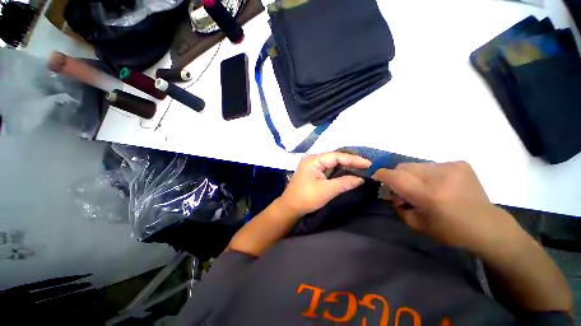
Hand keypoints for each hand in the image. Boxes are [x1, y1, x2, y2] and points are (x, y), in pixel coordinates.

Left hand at [279, 152, 371, 216]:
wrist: (290, 208)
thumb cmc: (306, 198)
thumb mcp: (327, 190)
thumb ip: (344, 182)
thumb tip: (361, 179)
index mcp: (314, 160)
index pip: (336, 156)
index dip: (353, 159)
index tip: (368, 163)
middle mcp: (313, 160)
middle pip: (335, 157)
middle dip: (350, 161)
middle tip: (366, 165)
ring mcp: (313, 166)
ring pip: (332, 163)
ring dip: (346, 166)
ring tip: (361, 167)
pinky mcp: (314, 173)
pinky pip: (329, 169)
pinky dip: (339, 171)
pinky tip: (348, 172)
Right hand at [372, 161, 520, 251]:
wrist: (487, 226)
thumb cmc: (449, 231)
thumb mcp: (416, 223)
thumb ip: (398, 205)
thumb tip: (392, 192)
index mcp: (429, 195)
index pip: (395, 177)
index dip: (381, 174)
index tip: (376, 176)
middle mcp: (440, 177)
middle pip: (403, 167)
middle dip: (397, 176)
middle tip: (402, 188)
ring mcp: (452, 167)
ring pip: (416, 165)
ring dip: (412, 175)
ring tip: (422, 187)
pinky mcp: (460, 164)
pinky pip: (430, 165)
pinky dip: (427, 174)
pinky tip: (438, 185)